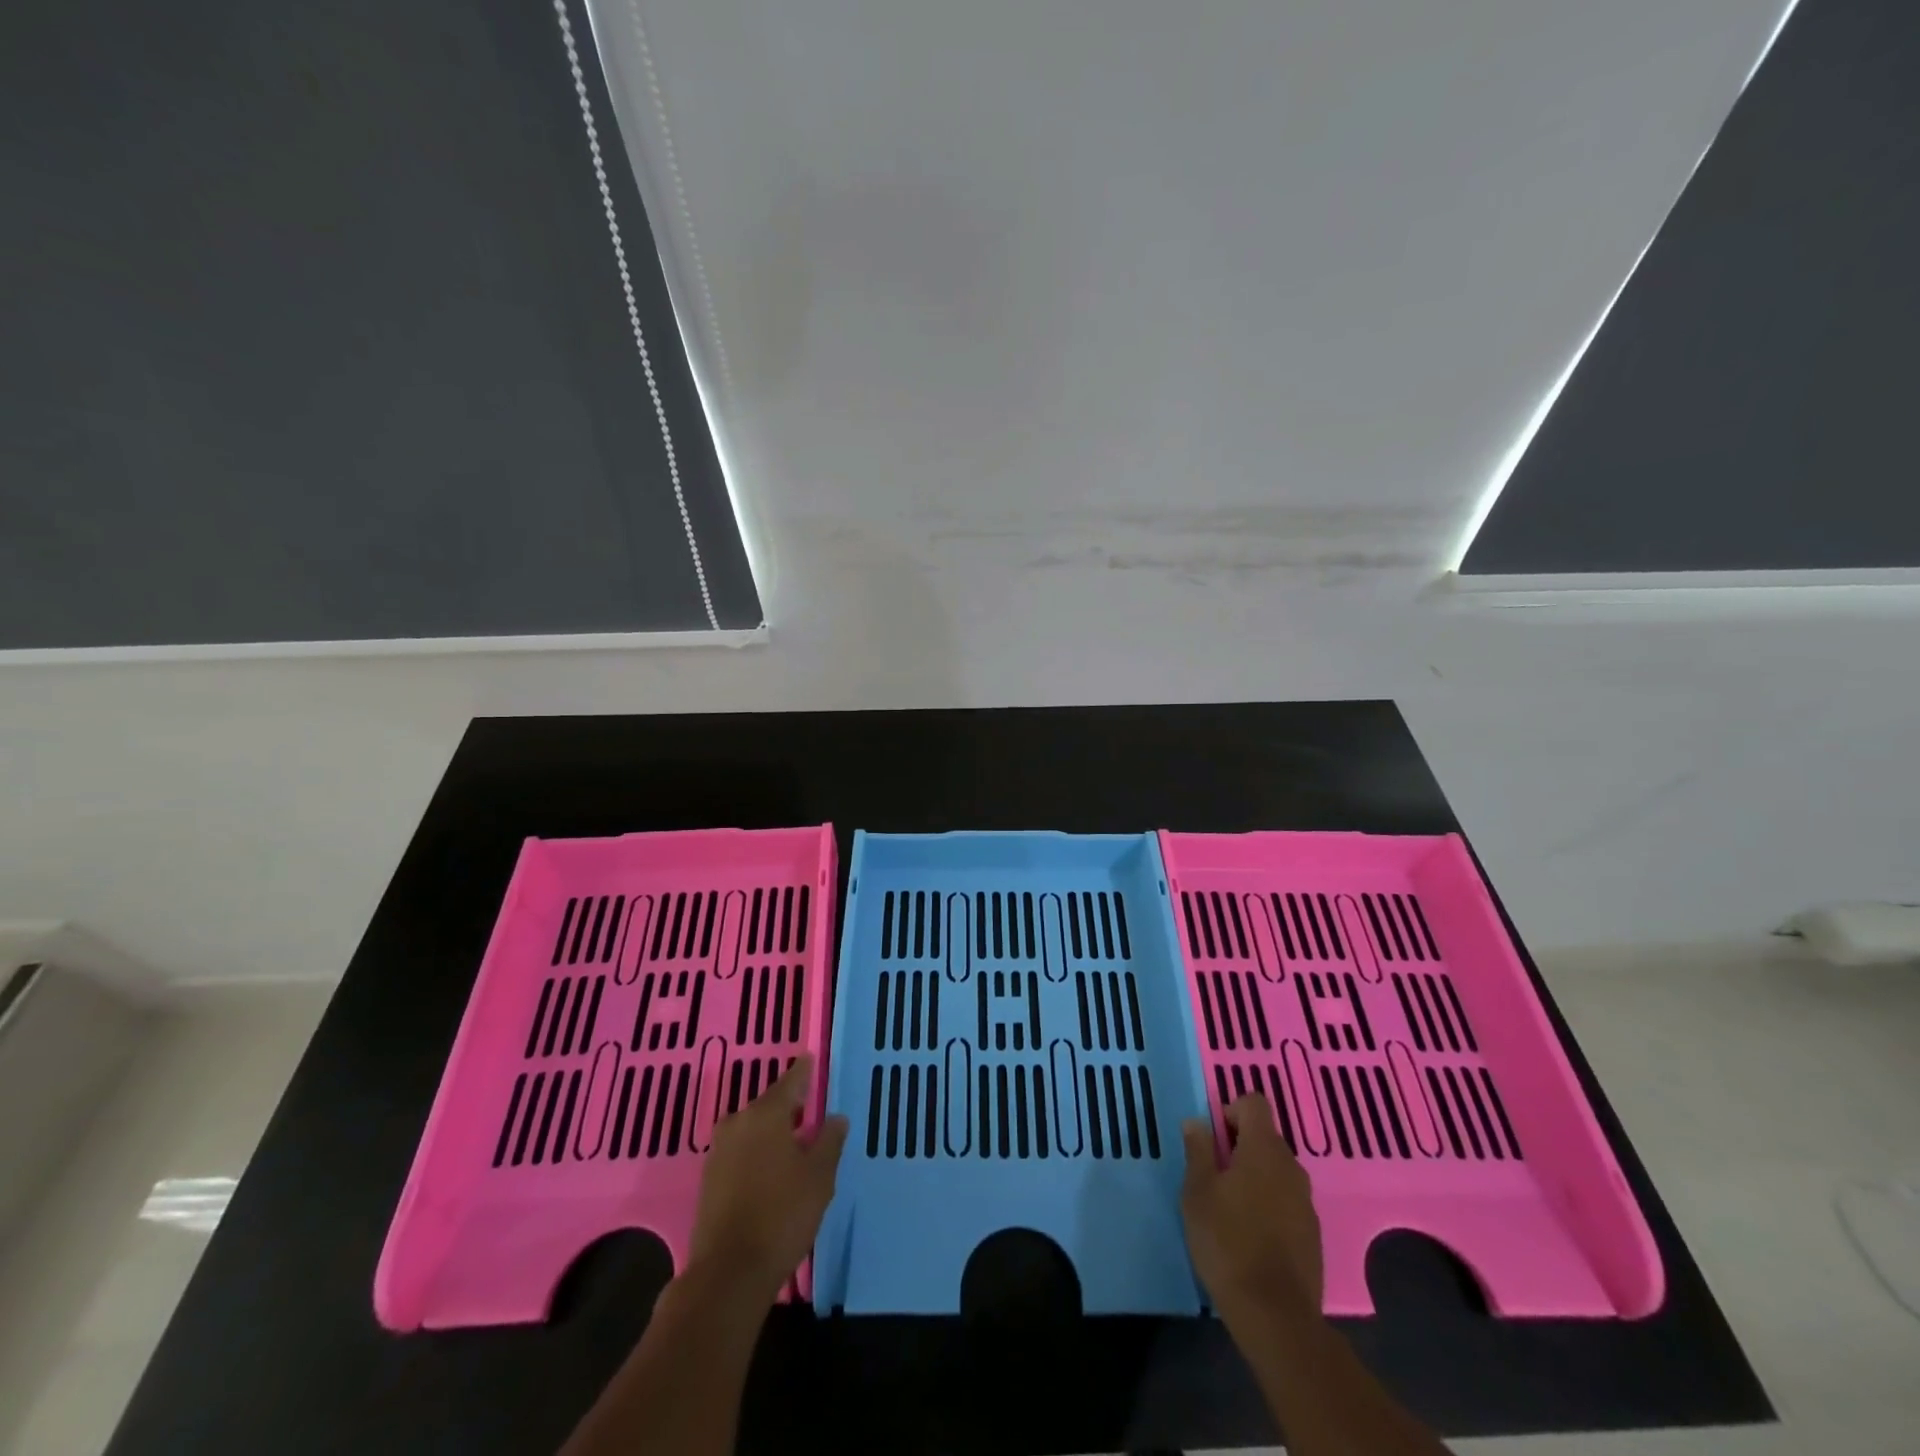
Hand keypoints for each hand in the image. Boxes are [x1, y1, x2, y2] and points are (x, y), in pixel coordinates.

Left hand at [686, 1054, 848, 1301]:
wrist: (728, 1273)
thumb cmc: (782, 1215)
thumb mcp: (819, 1176)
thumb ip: (829, 1141)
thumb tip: (836, 1117)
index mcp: (766, 1113)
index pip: (791, 1081)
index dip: (805, 1071)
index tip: (812, 1059)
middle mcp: (738, 1122)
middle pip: (770, 1105)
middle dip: (790, 1107)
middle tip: (811, 1111)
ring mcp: (719, 1151)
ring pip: (753, 1129)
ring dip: (772, 1132)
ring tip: (795, 1143)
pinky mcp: (709, 1179)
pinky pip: (741, 1151)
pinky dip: (757, 1153)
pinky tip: (772, 1170)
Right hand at [1180, 1094, 1323, 1319]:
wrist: (1275, 1315)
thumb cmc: (1227, 1241)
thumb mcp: (1197, 1191)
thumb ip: (1198, 1150)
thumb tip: (1197, 1122)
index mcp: (1264, 1149)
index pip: (1254, 1103)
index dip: (1230, 1110)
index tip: (1212, 1138)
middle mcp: (1292, 1167)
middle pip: (1265, 1137)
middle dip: (1239, 1146)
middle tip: (1212, 1175)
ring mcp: (1306, 1202)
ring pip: (1276, 1171)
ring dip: (1254, 1176)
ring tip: (1228, 1207)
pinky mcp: (1312, 1235)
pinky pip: (1286, 1201)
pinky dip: (1268, 1205)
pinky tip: (1250, 1235)